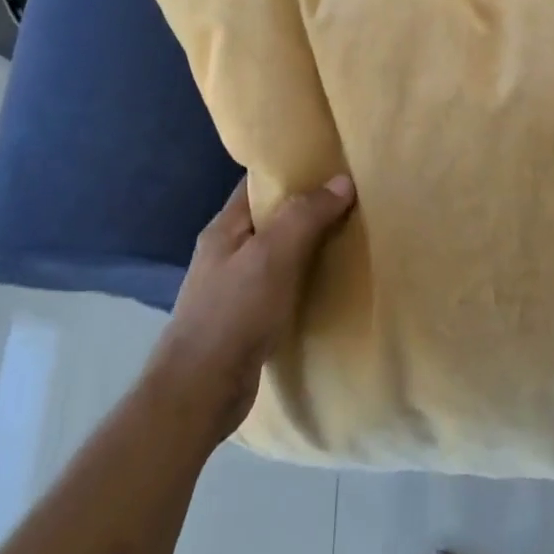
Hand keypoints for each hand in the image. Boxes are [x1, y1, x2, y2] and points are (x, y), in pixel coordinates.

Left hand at [149, 174, 355, 446]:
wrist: (201, 389)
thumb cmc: (233, 313)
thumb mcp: (272, 256)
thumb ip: (305, 216)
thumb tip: (341, 180)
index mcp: (225, 229)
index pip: (257, 185)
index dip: (290, 171)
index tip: (329, 164)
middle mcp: (227, 254)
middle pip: (271, 219)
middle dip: (307, 209)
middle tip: (352, 200)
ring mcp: (235, 288)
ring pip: (278, 255)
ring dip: (309, 247)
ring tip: (350, 237)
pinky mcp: (247, 319)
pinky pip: (282, 287)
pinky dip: (305, 281)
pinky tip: (330, 284)